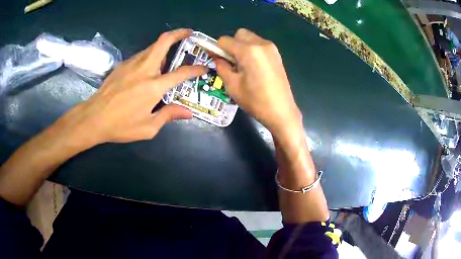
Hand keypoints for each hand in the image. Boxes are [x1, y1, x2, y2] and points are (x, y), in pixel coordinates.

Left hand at [57, 29, 205, 145]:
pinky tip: (149, 67)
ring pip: (152, 46)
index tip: (204, 67)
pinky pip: (141, 55)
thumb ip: (169, 115)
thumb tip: (188, 113)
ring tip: (169, 56)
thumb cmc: (121, 125)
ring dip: (164, 46)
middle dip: (179, 33)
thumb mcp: (148, 127)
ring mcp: (132, 64)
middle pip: (163, 41)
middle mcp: (144, 69)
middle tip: (189, 33)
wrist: (94, 118)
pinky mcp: (122, 65)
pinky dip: (150, 55)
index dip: (196, 69)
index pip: (181, 73)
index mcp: (154, 86)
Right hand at [215, 28, 301, 134]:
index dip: (217, 49)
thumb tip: (217, 58)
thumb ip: (222, 67)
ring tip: (243, 65)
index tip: (216, 59)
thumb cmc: (255, 101)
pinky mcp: (276, 54)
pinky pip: (259, 44)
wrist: (281, 111)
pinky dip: (252, 49)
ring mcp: (271, 48)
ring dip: (242, 46)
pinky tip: (253, 66)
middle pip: (239, 34)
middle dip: (231, 44)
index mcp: (248, 51)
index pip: (225, 40)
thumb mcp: (232, 85)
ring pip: (250, 38)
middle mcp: (261, 43)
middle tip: (232, 62)